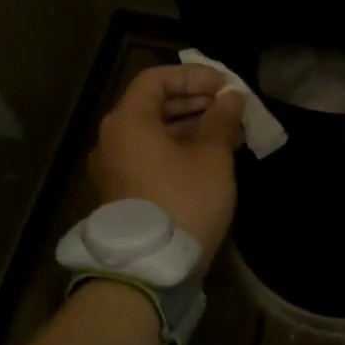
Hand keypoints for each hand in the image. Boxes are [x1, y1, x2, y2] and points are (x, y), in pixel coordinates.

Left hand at [89, 64, 247, 252]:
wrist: (150, 268)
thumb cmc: (183, 200)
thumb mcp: (211, 157)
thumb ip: (221, 120)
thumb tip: (231, 98)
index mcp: (128, 121)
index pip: (156, 79)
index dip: (192, 76)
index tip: (224, 86)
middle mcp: (113, 139)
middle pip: (154, 105)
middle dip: (195, 101)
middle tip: (229, 107)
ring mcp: (115, 167)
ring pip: (155, 133)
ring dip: (191, 127)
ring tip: (229, 131)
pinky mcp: (123, 192)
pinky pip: (151, 156)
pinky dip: (179, 149)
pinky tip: (212, 157)